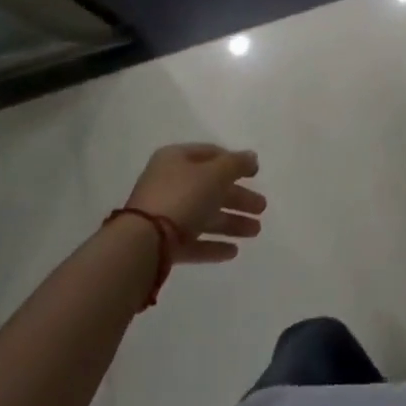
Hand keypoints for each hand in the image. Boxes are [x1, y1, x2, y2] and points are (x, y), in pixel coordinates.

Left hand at [125, 143, 265, 263]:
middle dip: (238, 198)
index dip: (234, 161)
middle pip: (211, 188)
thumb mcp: (215, 174)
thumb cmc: (182, 197)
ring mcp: (164, 215)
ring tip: (256, 231)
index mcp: (176, 159)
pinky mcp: (163, 244)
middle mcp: (169, 184)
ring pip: (204, 216)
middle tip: (262, 207)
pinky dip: (213, 245)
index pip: (210, 154)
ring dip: (231, 222)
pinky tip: (234, 251)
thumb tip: (251, 157)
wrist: (143, 244)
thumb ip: (236, 164)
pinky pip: (193, 241)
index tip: (255, 174)